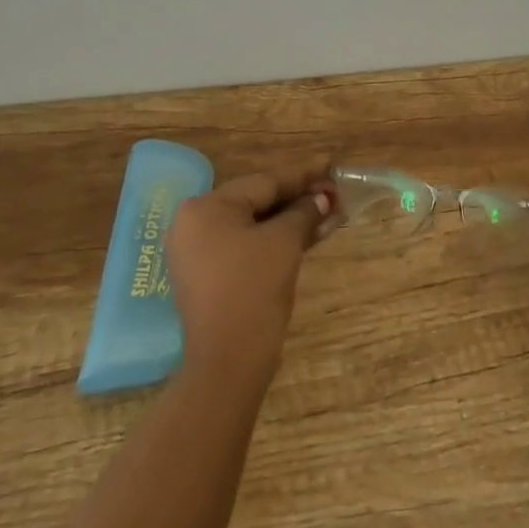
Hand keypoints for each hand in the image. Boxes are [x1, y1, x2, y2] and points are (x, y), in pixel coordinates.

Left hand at [166, 159, 335, 388]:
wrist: (227, 361)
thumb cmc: (253, 290)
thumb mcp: (284, 243)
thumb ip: (304, 213)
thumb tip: (323, 198)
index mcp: (206, 208)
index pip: (264, 182)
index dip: (303, 175)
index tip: (331, 166)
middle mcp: (194, 224)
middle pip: (257, 201)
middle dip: (298, 198)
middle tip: (334, 192)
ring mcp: (198, 252)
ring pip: (253, 225)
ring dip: (290, 220)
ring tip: (328, 212)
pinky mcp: (208, 275)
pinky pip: (245, 245)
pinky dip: (274, 240)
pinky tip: (306, 235)